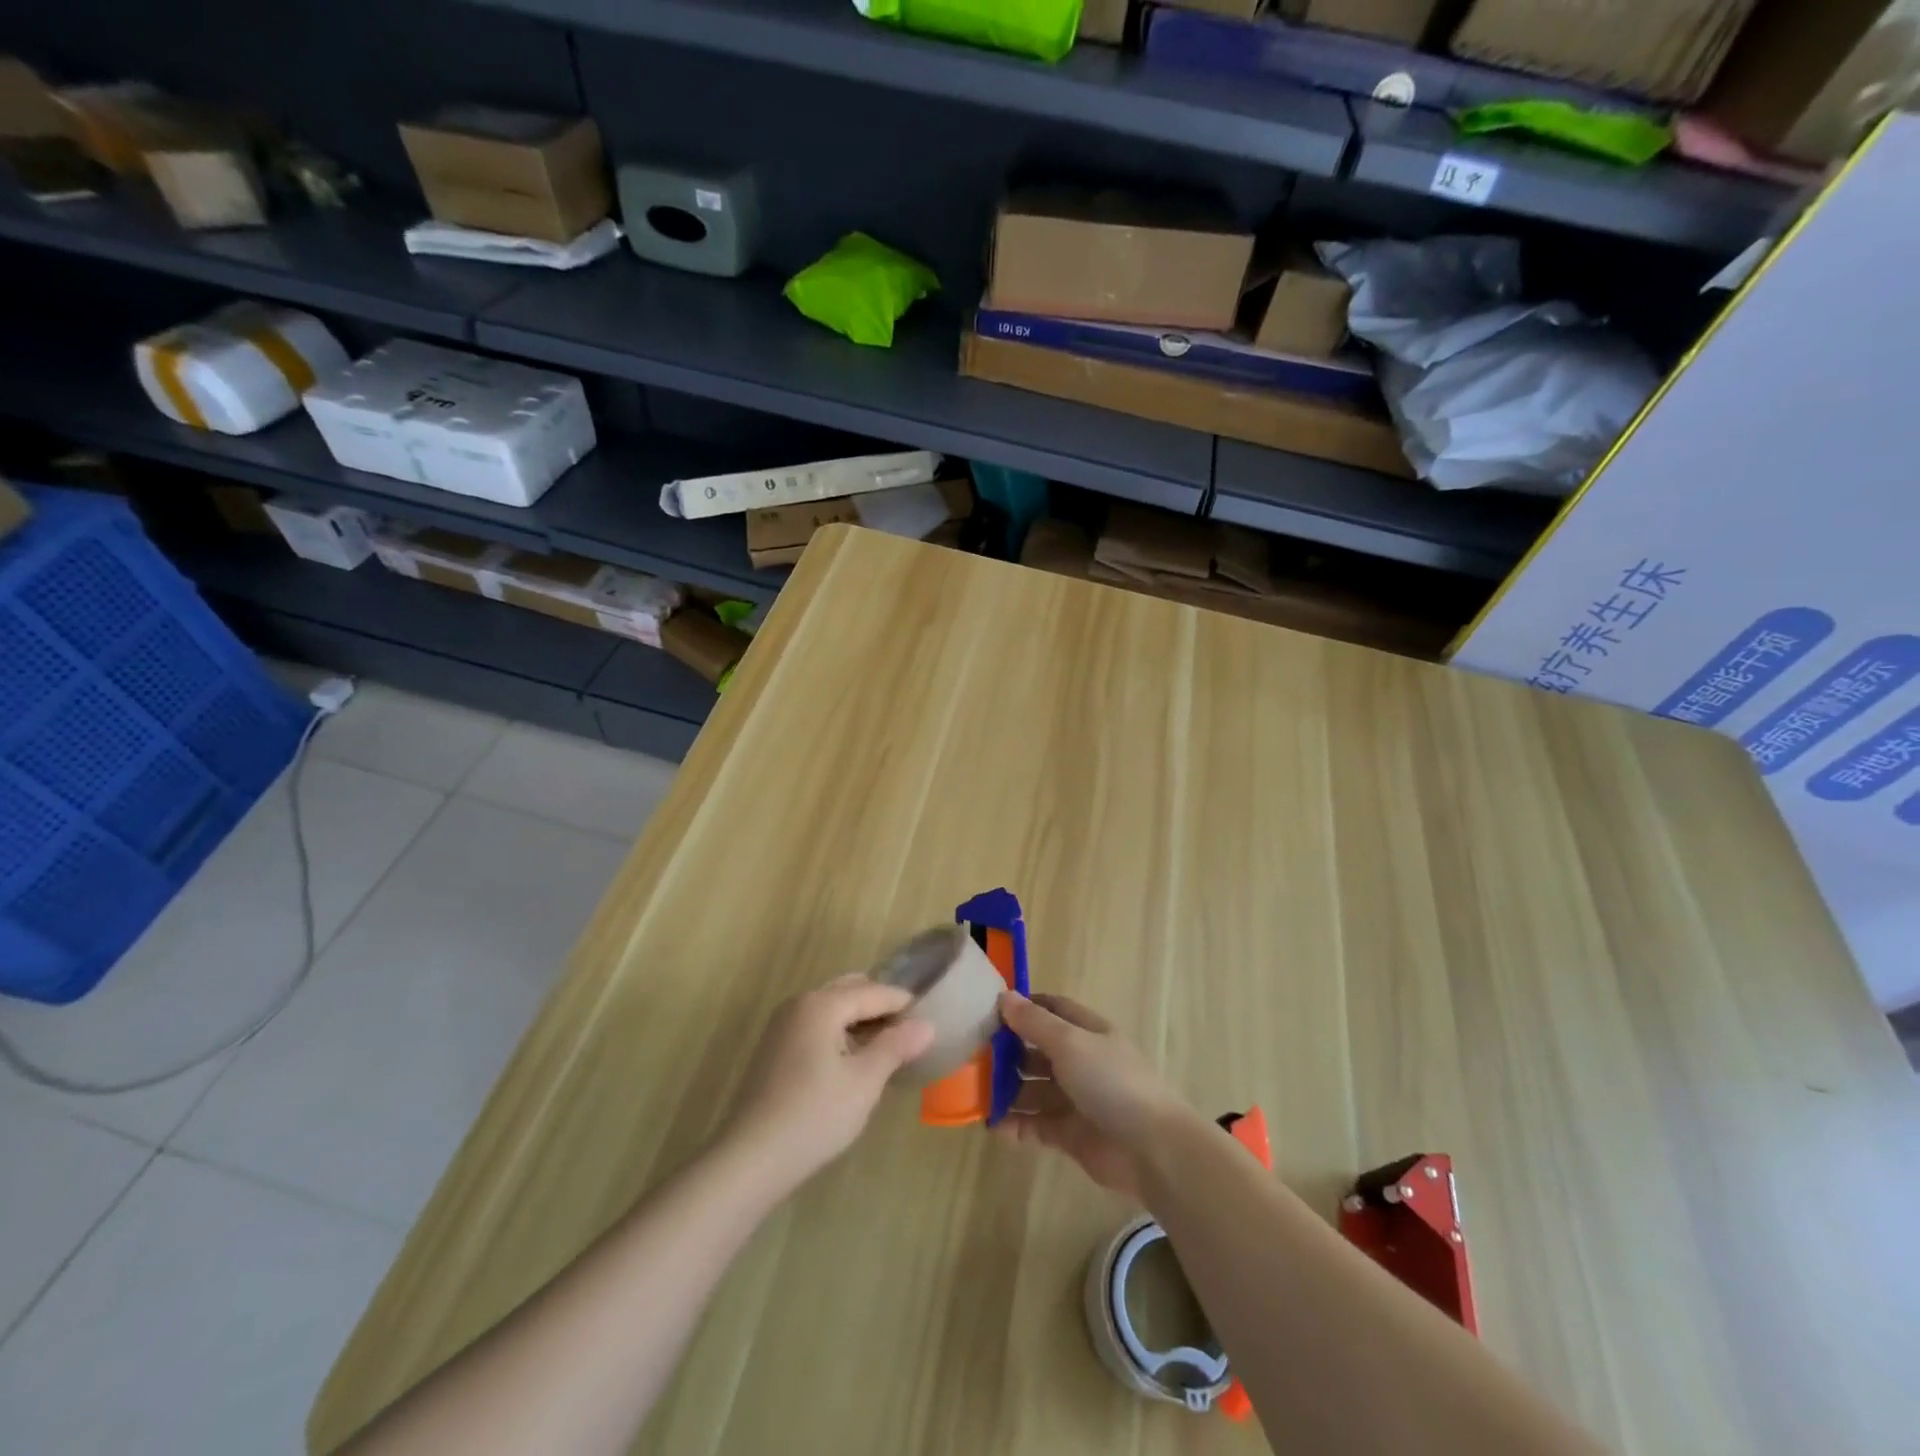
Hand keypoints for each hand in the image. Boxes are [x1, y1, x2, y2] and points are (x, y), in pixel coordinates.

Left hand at [725, 975, 933, 1194]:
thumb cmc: (814, 1116)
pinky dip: (839, 1033)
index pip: (873, 992)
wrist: (749, 1160)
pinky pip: (816, 1026)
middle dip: (880, 1007)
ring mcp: (782, 1025)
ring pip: (832, 1008)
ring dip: (859, 1020)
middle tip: (909, 1031)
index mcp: (821, 1004)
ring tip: (886, 1047)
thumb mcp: (864, 1082)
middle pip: (850, 991)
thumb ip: (896, 1047)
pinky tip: (853, 1061)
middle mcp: (799, 1004)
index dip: (903, 1003)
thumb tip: (927, 1024)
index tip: (930, 1017)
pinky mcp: (774, 1049)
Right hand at [996, 992, 1185, 1197]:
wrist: (1151, 1148)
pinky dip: (1015, 1124)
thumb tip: (1004, 995)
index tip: (990, 1010)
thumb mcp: (1070, 1043)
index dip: (1025, 1007)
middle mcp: (1081, 1062)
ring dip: (1008, 1090)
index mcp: (1087, 1032)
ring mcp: (1076, 1100)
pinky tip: (992, 1124)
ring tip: (976, 1091)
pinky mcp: (1070, 1134)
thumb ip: (1034, 1022)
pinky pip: (1036, 1125)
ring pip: (1034, 1089)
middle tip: (973, 1055)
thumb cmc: (1110, 1081)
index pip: (1053, 1009)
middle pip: (1038, 1051)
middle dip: (1008, 1052)